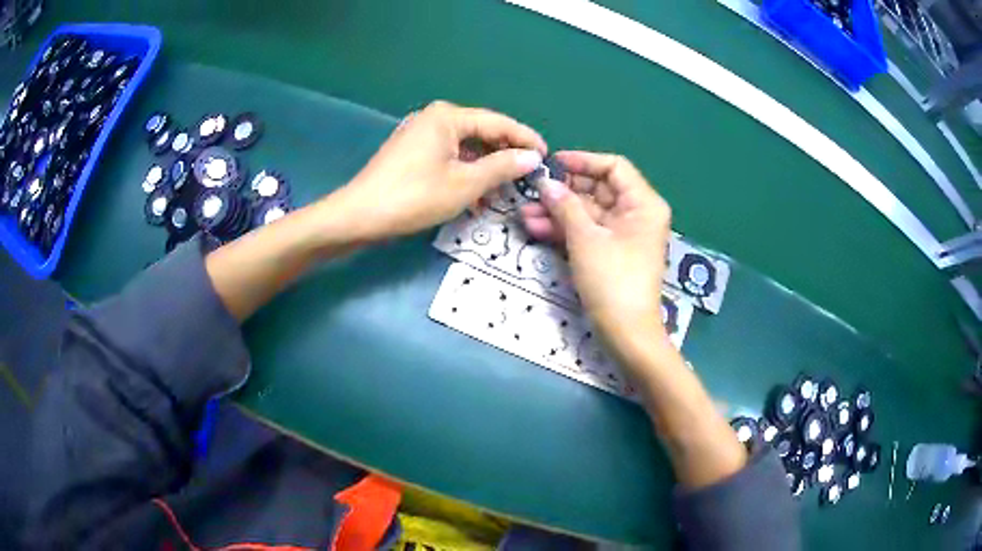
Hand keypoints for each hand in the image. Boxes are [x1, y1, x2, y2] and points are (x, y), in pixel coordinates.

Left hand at [332, 101, 545, 240]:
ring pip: (466, 148)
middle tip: (528, 176)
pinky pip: (449, 157)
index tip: (547, 156)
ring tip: (504, 191)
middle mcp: (436, 118)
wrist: (359, 215)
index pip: (499, 123)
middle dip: (505, 155)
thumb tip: (532, 157)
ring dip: (486, 168)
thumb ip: (502, 167)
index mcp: (449, 117)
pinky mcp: (413, 152)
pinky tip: (476, 196)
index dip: (526, 139)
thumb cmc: (414, 197)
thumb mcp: (465, 184)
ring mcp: (422, 134)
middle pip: (482, 132)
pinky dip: (465, 173)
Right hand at [520, 152, 671, 351]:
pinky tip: (535, 227)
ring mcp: (623, 234)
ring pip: (588, 213)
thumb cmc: (612, 280)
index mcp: (642, 204)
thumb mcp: (585, 239)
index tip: (553, 164)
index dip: (582, 161)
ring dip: (557, 212)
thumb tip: (546, 182)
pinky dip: (565, 230)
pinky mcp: (610, 252)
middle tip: (531, 191)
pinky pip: (587, 232)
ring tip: (524, 213)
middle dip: (563, 192)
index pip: (614, 167)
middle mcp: (636, 214)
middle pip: (598, 190)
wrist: (626, 333)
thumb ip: (565, 205)